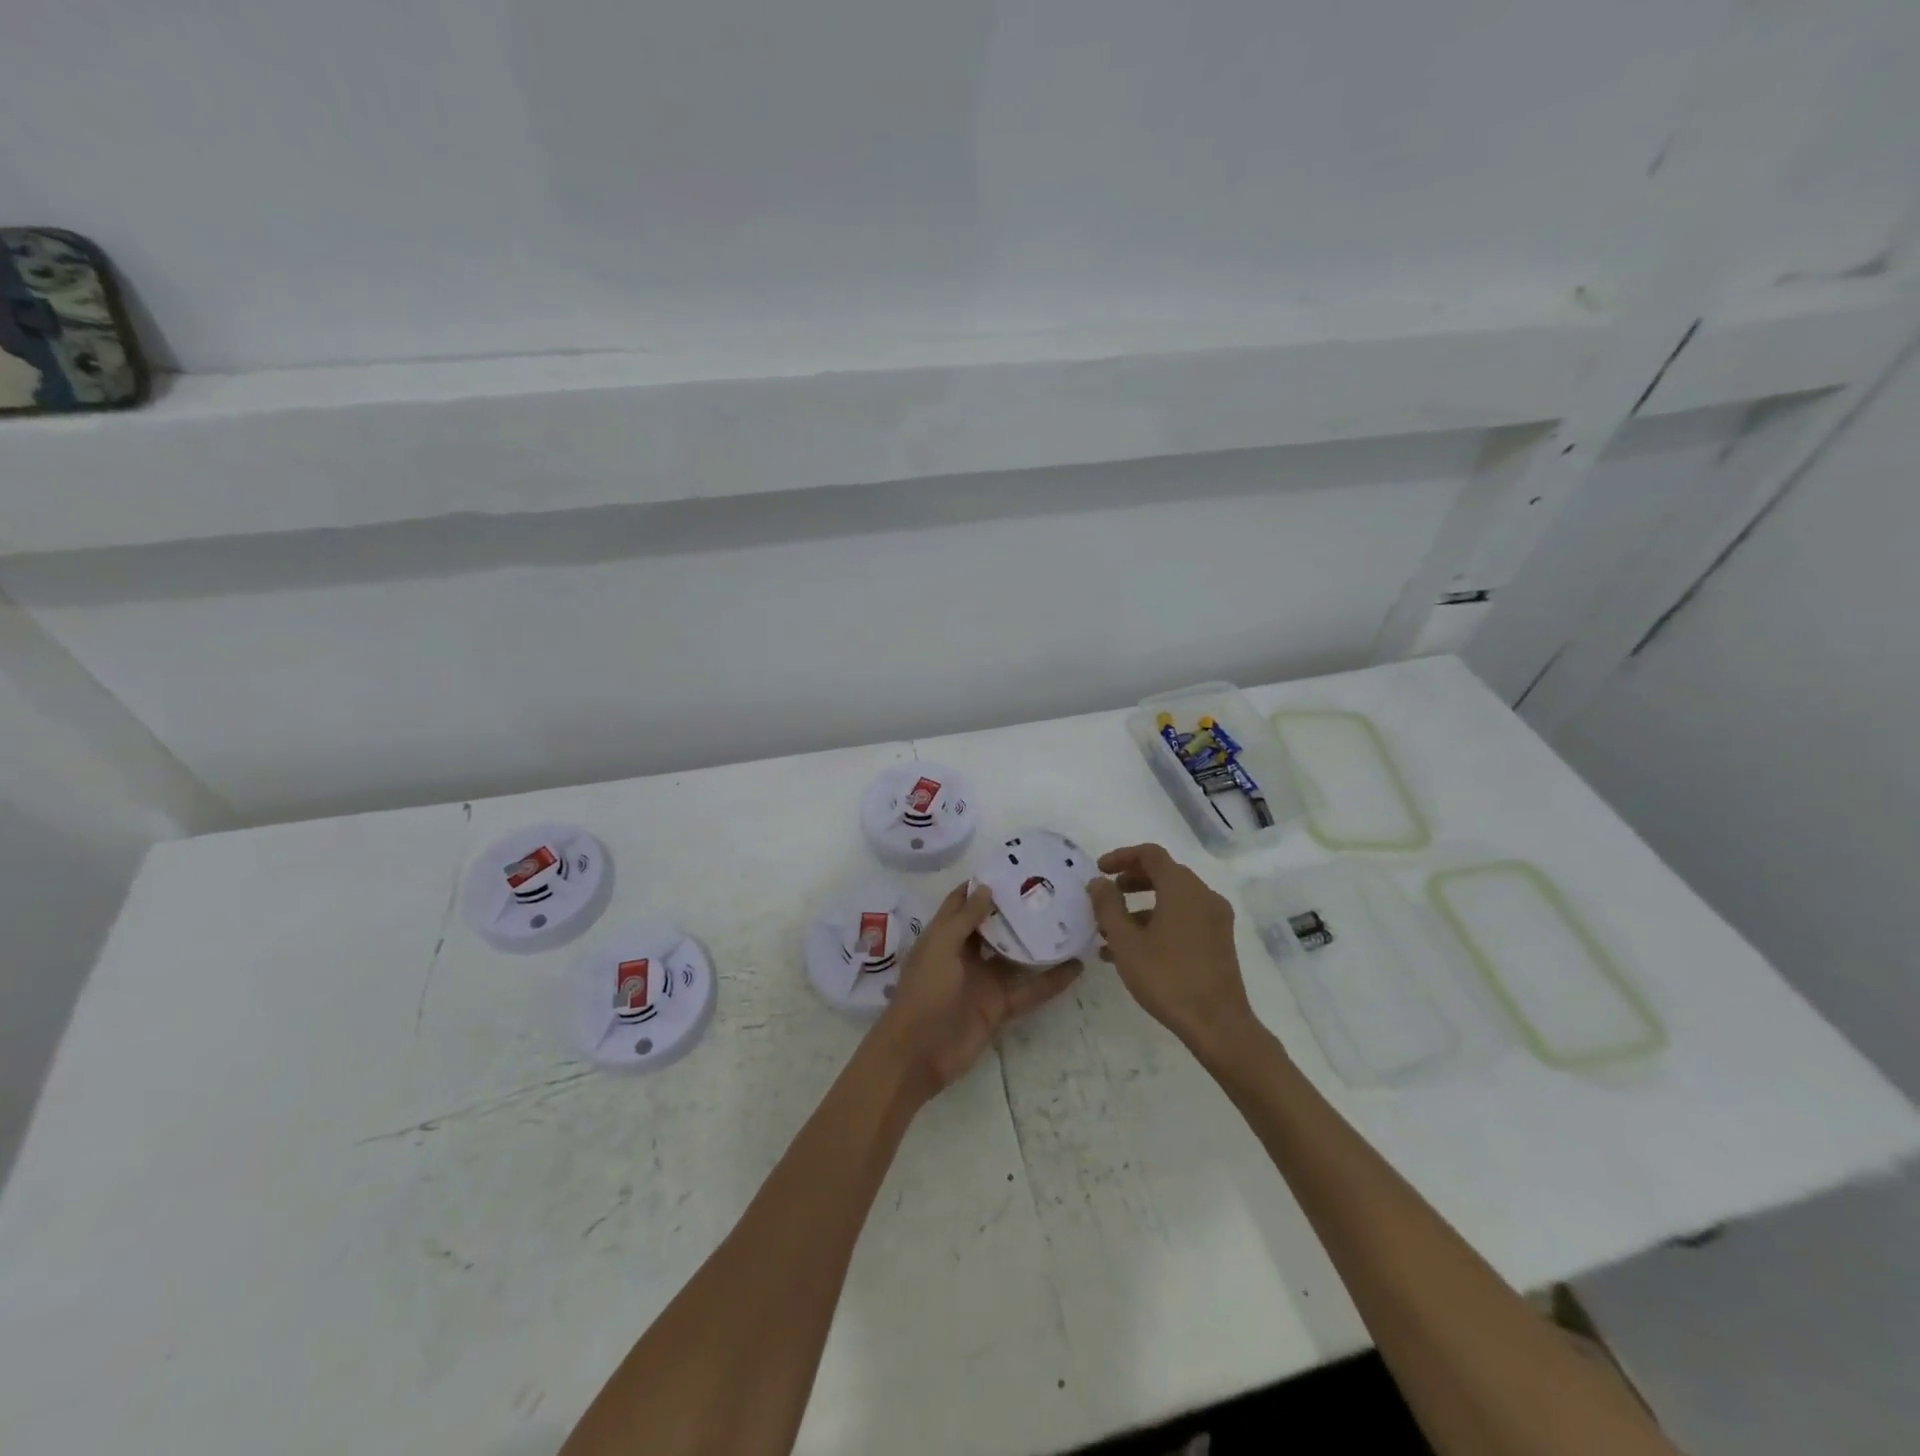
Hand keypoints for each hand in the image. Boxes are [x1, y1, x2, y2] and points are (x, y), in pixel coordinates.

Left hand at [872, 882, 1081, 1100]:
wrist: (918, 1055)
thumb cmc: (923, 993)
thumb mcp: (940, 948)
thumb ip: (964, 920)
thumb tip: (986, 887)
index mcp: (945, 936)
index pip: (963, 902)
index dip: (982, 884)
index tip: (1011, 865)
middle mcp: (966, 954)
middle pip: (994, 926)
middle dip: (1016, 909)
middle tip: (1050, 888)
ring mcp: (984, 981)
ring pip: (1017, 956)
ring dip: (1038, 942)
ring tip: (1069, 921)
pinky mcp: (1000, 1007)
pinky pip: (1030, 990)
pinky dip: (1052, 981)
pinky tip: (1076, 966)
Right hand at [1089, 843, 1256, 1058]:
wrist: (1217, 1024)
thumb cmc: (1167, 977)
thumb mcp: (1126, 942)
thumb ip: (1108, 906)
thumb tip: (1098, 882)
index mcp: (1182, 888)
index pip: (1150, 854)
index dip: (1121, 856)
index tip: (1099, 870)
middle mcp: (1203, 896)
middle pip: (1164, 874)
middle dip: (1131, 881)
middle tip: (1106, 894)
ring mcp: (1215, 919)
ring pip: (1173, 899)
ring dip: (1141, 906)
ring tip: (1111, 931)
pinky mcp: (1219, 941)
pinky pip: (1185, 918)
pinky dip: (1159, 922)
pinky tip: (1135, 951)